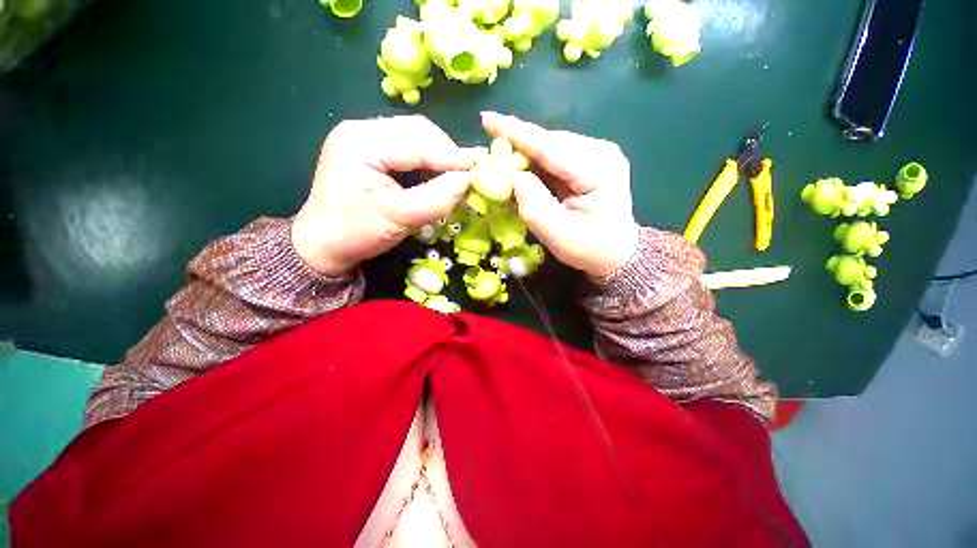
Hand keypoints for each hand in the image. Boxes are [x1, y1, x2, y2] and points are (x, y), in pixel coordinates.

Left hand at [292, 116, 478, 275]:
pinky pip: (407, 147)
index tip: (480, 169)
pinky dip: (427, 160)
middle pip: (418, 131)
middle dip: (447, 153)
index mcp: (362, 142)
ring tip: (454, 178)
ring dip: (439, 156)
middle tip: (466, 176)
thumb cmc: (357, 233)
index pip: (419, 141)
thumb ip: (437, 198)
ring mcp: (364, 137)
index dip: (452, 156)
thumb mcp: (400, 218)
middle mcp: (361, 130)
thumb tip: (468, 180)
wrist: (322, 244)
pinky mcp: (369, 149)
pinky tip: (436, 176)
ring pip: (415, 136)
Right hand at [481, 112, 638, 277]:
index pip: (551, 147)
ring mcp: (596, 155)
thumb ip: (534, 206)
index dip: (517, 133)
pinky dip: (535, 165)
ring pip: (550, 149)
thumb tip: (514, 176)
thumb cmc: (590, 248)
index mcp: (598, 168)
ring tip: (502, 163)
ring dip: (525, 156)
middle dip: (517, 145)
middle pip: (549, 143)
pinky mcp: (588, 162)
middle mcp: (600, 152)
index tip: (487, 120)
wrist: (616, 253)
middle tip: (490, 152)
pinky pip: (555, 159)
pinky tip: (521, 172)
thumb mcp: (559, 235)